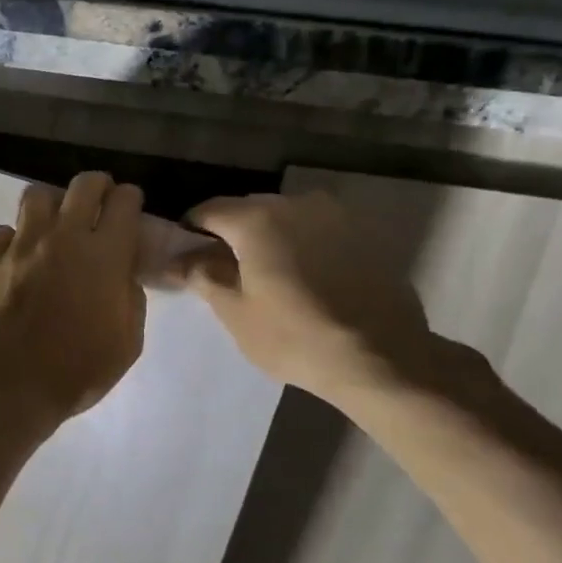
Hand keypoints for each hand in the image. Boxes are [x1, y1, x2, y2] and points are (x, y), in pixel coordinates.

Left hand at [0, 172, 146, 422]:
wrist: (10, 386)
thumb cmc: (77, 370)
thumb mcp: (127, 342)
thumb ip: (129, 296)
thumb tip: (121, 272)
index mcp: (104, 255)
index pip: (124, 201)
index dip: (130, 199)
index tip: (130, 207)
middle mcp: (62, 237)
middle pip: (83, 184)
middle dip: (97, 187)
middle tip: (98, 204)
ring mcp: (21, 245)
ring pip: (36, 195)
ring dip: (52, 204)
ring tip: (55, 225)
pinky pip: (3, 231)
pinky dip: (15, 238)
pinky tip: (20, 257)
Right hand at [174, 192, 443, 404]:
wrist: (382, 358)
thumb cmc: (294, 336)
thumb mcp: (235, 312)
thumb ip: (202, 276)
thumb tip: (178, 259)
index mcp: (257, 219)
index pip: (208, 210)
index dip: (189, 230)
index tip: (183, 255)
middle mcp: (296, 204)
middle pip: (248, 210)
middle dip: (230, 233)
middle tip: (221, 268)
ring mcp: (335, 216)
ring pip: (285, 218)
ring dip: (268, 237)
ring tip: (264, 273)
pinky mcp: (364, 234)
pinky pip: (317, 230)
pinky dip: (300, 245)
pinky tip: (302, 277)